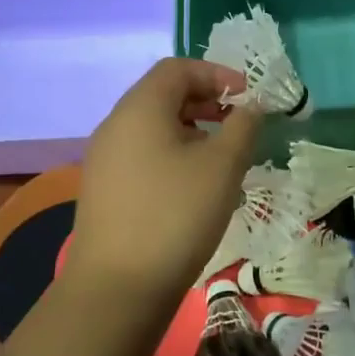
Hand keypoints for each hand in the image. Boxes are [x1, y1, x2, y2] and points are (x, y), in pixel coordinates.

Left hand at [67, 59, 263, 314]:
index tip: (248, 97)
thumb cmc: (176, 215)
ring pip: (153, 127)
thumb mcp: (223, 166)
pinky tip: (193, 185)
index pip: (177, 68)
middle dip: (206, 101)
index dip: (217, 74)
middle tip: (238, 124)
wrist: (118, 287)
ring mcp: (104, 159)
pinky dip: (172, 154)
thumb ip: (243, 127)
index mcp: (140, 108)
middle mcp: (115, 124)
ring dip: (191, 130)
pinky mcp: (104, 189)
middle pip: (163, 94)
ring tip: (222, 157)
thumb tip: (251, 107)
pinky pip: (142, 154)